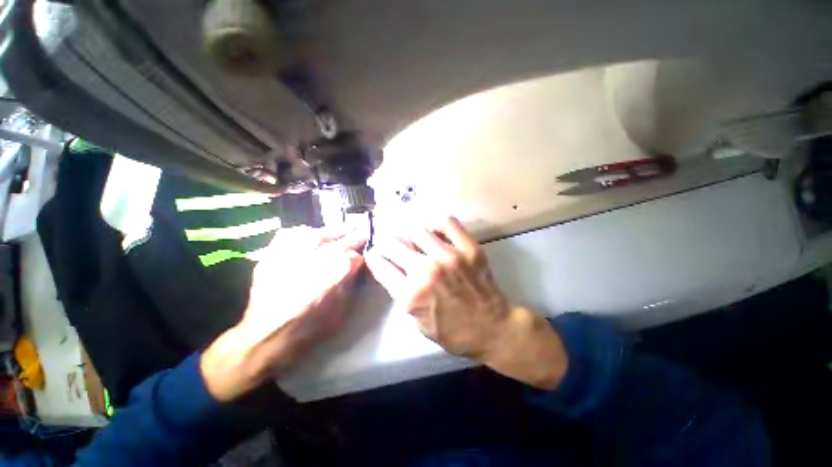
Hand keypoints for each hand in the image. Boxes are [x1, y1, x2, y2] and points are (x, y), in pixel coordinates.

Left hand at [202, 226, 366, 400]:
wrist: (262, 339)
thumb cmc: (306, 331)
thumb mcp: (337, 314)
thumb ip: (349, 285)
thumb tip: (357, 263)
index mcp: (324, 287)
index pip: (349, 260)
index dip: (358, 254)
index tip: (364, 252)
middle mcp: (304, 270)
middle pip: (333, 245)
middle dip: (350, 237)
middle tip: (361, 231)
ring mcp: (283, 263)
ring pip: (311, 236)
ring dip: (329, 231)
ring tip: (341, 229)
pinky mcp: (268, 260)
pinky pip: (286, 237)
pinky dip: (302, 232)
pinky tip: (312, 232)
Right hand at [365, 217, 567, 389]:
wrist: (493, 327)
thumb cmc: (454, 331)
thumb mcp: (418, 322)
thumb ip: (402, 295)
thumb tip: (391, 268)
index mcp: (411, 295)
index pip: (381, 266)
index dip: (374, 257)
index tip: (374, 252)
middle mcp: (427, 271)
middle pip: (394, 244)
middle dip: (386, 241)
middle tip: (388, 240)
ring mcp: (449, 256)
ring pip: (418, 230)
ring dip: (408, 231)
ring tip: (409, 234)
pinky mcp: (468, 248)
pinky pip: (447, 223)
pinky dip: (437, 222)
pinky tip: (433, 228)